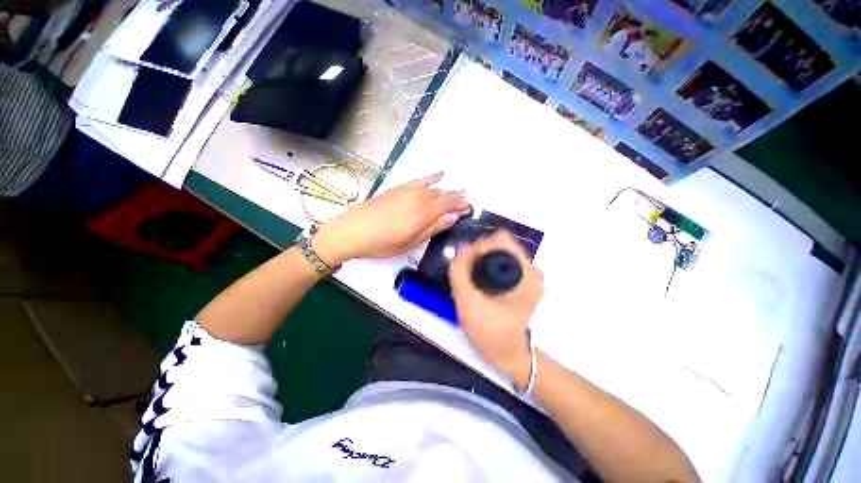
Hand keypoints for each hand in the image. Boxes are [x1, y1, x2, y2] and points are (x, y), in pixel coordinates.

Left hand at [313, 173, 470, 264]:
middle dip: (456, 198)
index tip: (470, 207)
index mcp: (423, 213)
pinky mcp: (397, 188)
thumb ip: (433, 228)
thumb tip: (453, 217)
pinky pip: (419, 180)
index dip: (461, 205)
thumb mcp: (411, 242)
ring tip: (459, 191)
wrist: (351, 230)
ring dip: (447, 190)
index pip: (449, 205)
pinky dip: (431, 177)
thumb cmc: (382, 243)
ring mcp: (407, 191)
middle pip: (443, 195)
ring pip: (433, 188)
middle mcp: (418, 198)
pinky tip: (439, 175)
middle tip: (467, 200)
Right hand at [449, 231, 543, 388]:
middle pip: (500, 244)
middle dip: (479, 254)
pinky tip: (481, 284)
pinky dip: (488, 268)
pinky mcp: (523, 282)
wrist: (508, 355)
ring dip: (482, 261)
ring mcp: (528, 276)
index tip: (468, 264)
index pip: (500, 238)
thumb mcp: (467, 301)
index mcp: (524, 272)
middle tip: (468, 275)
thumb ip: (459, 271)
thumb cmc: (489, 331)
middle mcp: (531, 269)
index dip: (480, 246)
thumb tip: (462, 245)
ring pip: (499, 253)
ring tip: (473, 280)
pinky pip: (501, 264)